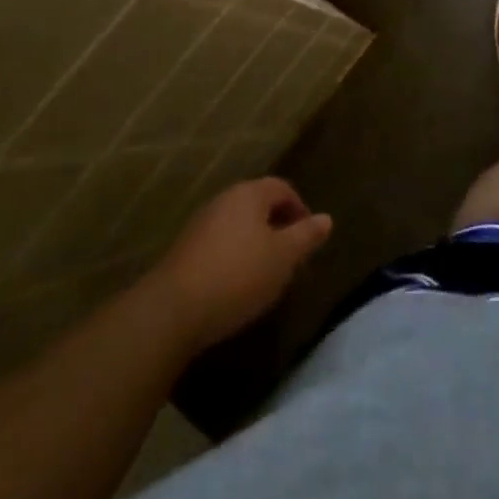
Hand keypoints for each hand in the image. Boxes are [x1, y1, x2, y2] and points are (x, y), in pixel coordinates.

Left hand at [152, 178, 332, 350]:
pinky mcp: (183, 252)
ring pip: (238, 226)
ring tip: (265, 275)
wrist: (171, 311)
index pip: (282, 188)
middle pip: (258, 205)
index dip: (300, 209)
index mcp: (249, 194)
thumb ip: (306, 236)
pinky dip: (233, 258)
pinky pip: (219, 246)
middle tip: (289, 257)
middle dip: (277, 227)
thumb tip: (326, 219)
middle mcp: (224, 200)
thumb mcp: (283, 257)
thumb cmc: (238, 275)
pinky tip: (235, 287)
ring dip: (254, 244)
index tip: (308, 238)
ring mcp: (200, 225)